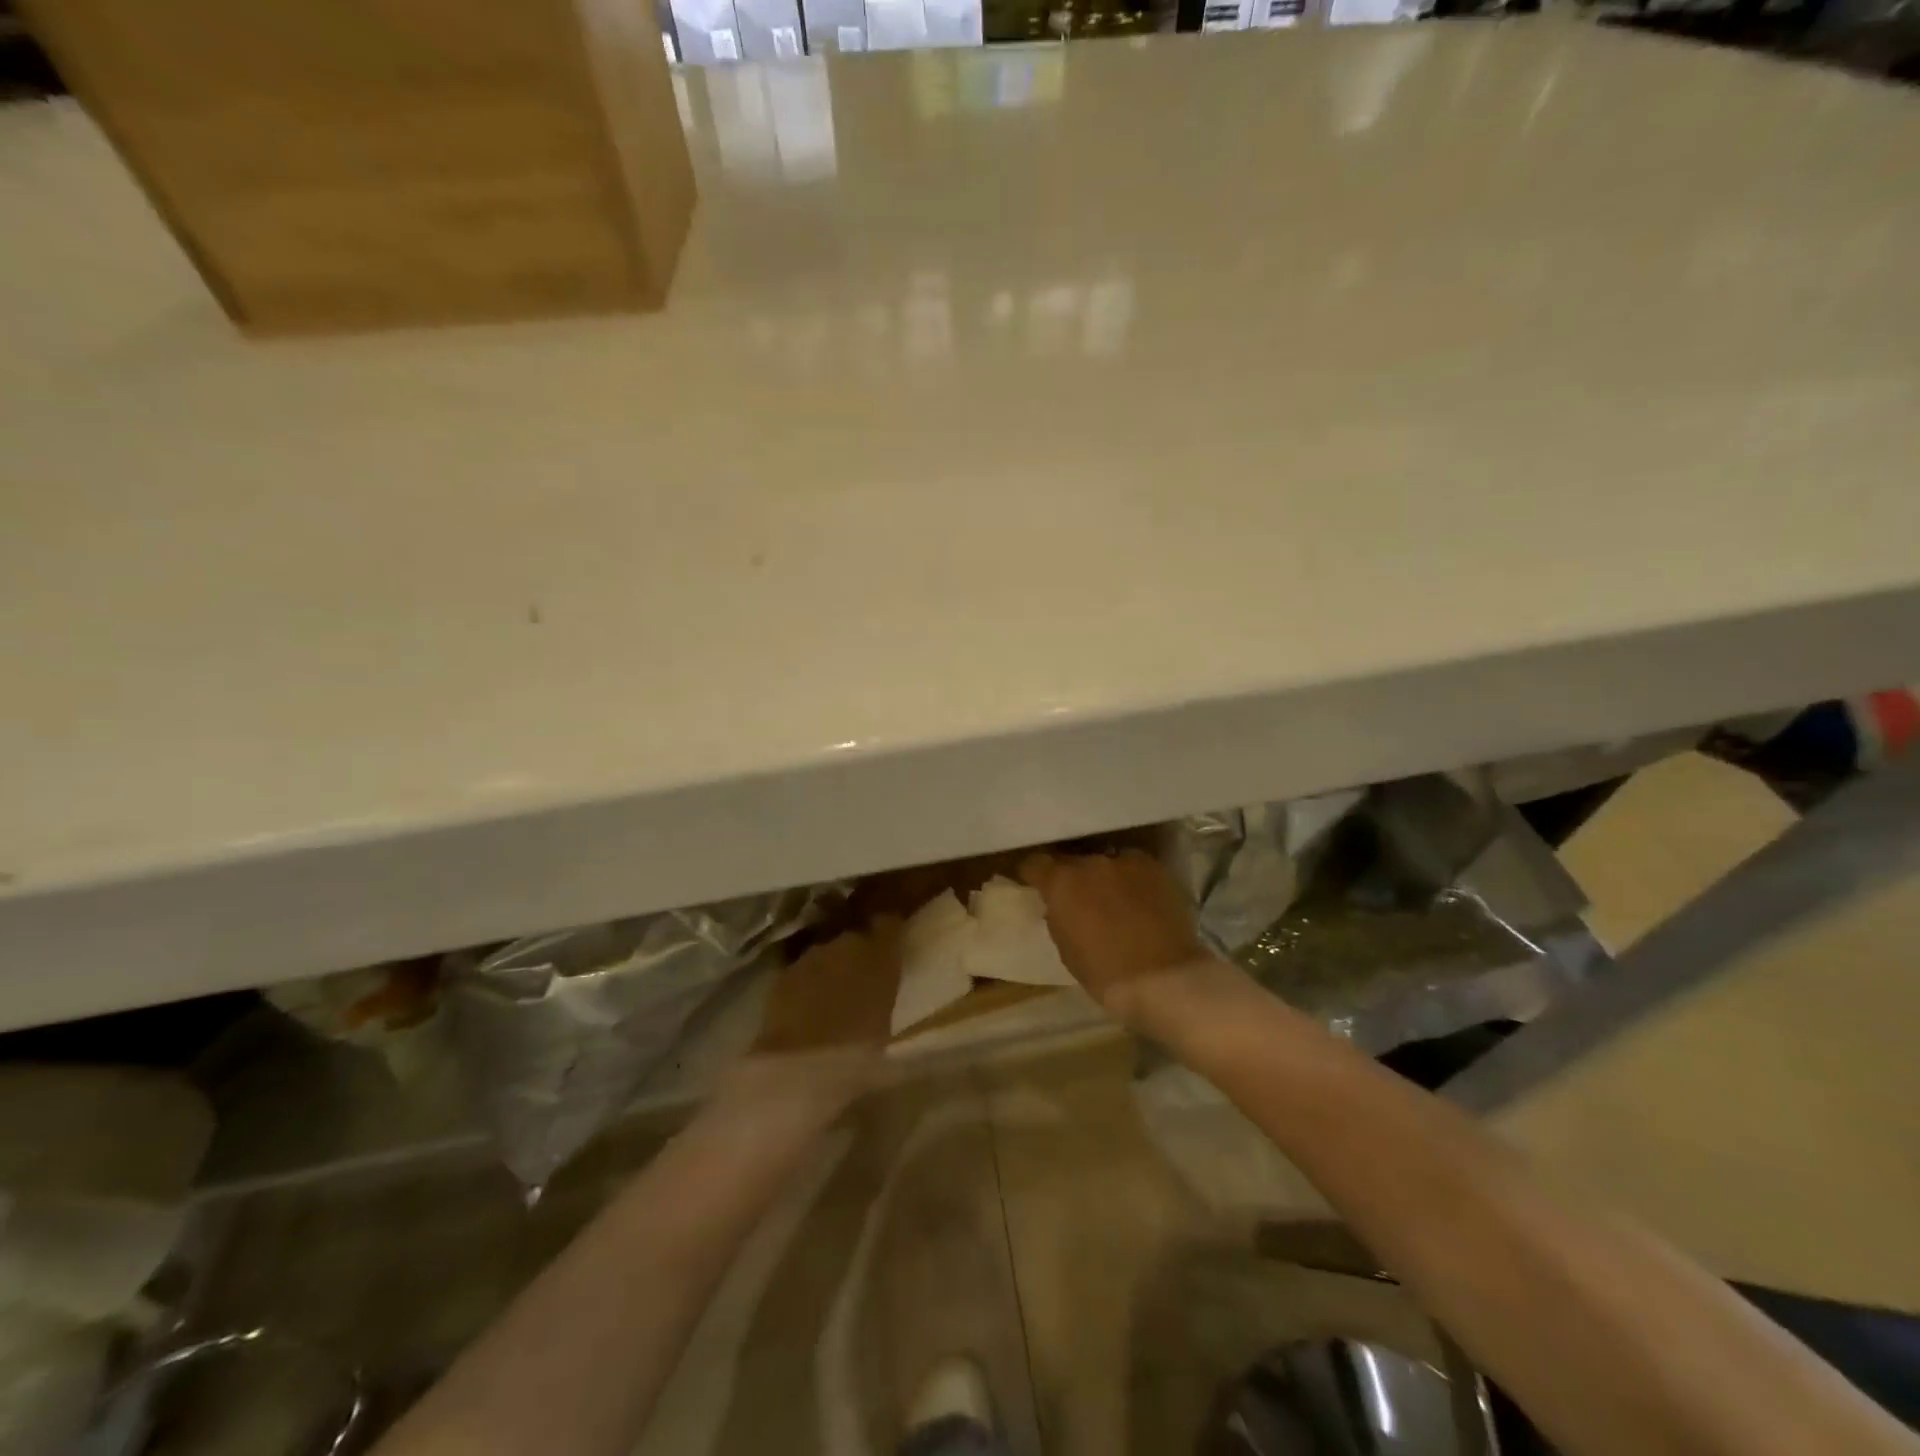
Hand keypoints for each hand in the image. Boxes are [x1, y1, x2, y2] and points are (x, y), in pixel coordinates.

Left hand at [715, 919, 904, 1129]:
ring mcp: (812, 956)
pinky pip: (803, 970)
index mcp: (880, 951)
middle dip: (858, 952)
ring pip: (827, 952)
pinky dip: (807, 981)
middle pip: (855, 936)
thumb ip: (886, 989)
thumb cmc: (859, 1049)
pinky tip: (807, 1005)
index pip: (888, 923)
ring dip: (831, 966)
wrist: (801, 1066)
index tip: (891, 941)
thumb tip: (885, 978)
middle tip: (862, 977)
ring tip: (833, 994)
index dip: (889, 930)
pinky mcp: (784, 973)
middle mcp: (846, 942)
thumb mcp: (887, 1019)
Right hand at [1018, 850, 1218, 1023]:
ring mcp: (1127, 861)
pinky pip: (1135, 868)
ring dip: (1105, 877)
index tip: (1036, 885)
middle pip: (1074, 862)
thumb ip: (1058, 916)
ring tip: (1115, 900)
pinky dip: (1133, 881)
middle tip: (1081, 899)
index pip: (1035, 863)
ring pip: (1107, 862)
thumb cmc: (1106, 973)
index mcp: (1062, 881)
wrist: (1165, 979)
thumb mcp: (1066, 947)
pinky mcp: (1157, 868)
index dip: (1034, 874)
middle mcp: (1091, 862)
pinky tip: (1141, 902)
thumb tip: (1059, 906)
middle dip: (1074, 877)